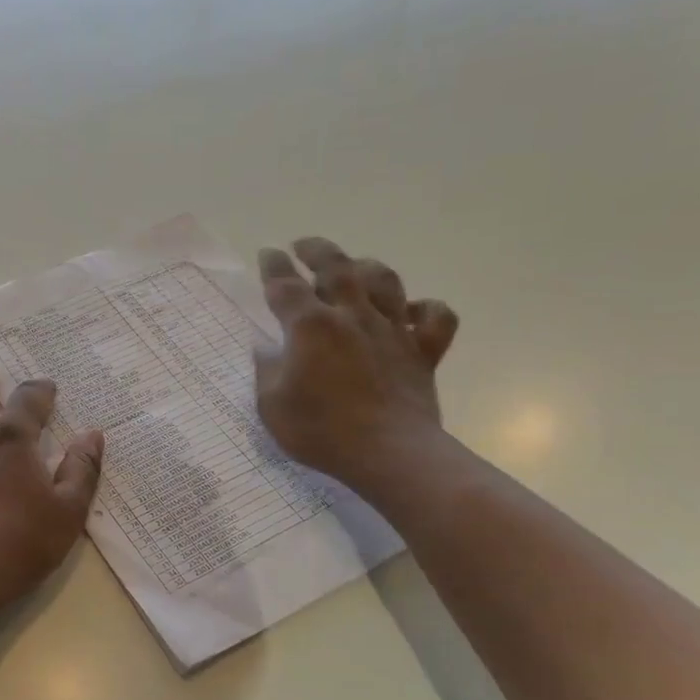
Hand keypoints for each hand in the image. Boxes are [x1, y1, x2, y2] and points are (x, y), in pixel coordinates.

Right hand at [254, 237, 458, 498]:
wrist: (389, 453)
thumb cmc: (321, 431)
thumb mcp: (271, 405)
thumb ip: (266, 371)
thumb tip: (265, 349)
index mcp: (310, 327)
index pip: (285, 285)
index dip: (273, 266)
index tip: (268, 254)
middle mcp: (351, 316)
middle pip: (336, 267)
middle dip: (317, 250)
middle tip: (304, 245)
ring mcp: (391, 330)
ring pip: (384, 281)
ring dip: (367, 267)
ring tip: (354, 268)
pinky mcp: (422, 351)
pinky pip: (433, 318)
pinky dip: (424, 309)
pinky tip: (410, 313)